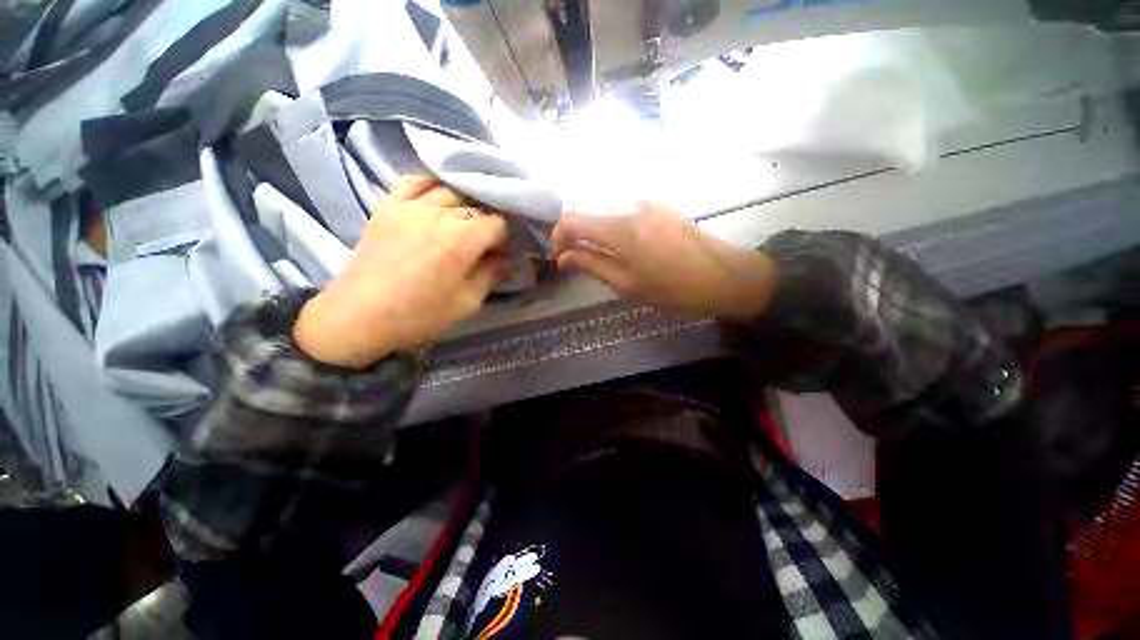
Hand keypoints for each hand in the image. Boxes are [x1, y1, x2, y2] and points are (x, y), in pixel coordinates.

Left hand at [294, 176, 506, 367]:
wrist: (359, 316)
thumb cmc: (420, 315)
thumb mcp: (467, 303)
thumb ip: (491, 275)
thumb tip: (507, 260)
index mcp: (462, 240)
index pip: (498, 224)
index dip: (506, 238)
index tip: (503, 252)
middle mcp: (439, 214)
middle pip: (477, 206)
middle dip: (488, 223)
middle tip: (487, 242)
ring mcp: (410, 206)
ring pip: (449, 190)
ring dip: (465, 204)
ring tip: (465, 221)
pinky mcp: (388, 206)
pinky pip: (413, 181)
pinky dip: (430, 184)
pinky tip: (437, 195)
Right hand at [551, 202, 778, 319]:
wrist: (721, 274)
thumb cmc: (671, 288)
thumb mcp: (625, 284)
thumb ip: (590, 264)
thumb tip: (564, 258)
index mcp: (618, 227)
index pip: (570, 218)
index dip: (557, 237)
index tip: (560, 257)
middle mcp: (628, 202)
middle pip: (582, 205)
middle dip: (571, 229)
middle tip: (574, 254)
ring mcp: (644, 197)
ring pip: (600, 203)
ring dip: (590, 223)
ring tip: (595, 249)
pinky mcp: (657, 200)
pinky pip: (620, 203)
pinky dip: (608, 218)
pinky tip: (617, 239)